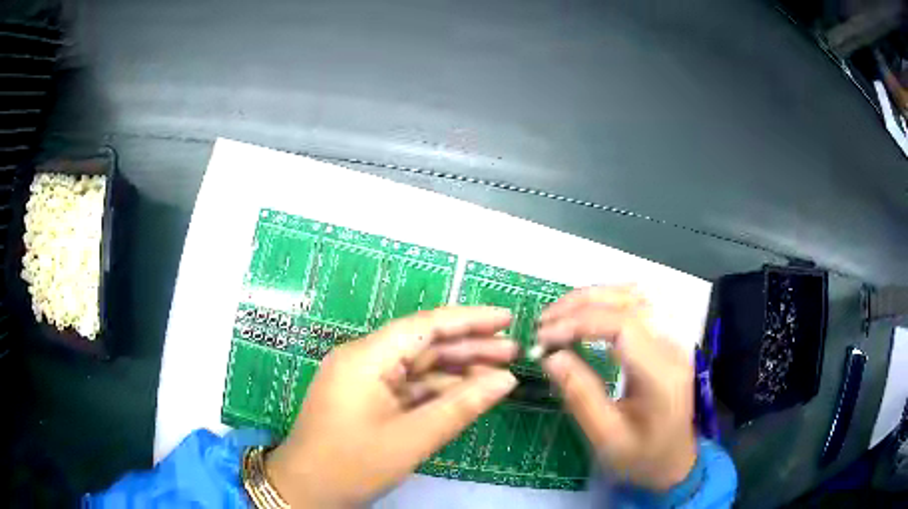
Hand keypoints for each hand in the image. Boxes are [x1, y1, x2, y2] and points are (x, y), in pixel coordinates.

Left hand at [266, 307, 519, 507]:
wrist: (306, 490)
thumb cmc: (352, 464)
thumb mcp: (411, 438)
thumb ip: (460, 406)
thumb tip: (506, 380)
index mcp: (366, 358)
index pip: (424, 325)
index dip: (469, 319)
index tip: (506, 317)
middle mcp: (364, 359)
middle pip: (424, 344)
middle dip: (468, 346)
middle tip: (513, 349)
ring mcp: (364, 380)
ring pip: (418, 367)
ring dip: (457, 370)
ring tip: (501, 371)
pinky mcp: (368, 399)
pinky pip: (409, 387)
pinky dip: (438, 390)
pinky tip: (468, 393)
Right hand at [536, 287, 696, 490]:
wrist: (677, 461)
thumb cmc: (642, 456)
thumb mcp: (607, 437)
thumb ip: (580, 396)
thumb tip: (550, 357)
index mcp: (660, 373)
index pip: (622, 324)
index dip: (578, 322)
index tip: (543, 338)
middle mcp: (671, 346)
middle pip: (628, 300)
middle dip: (580, 303)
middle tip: (543, 323)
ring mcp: (672, 339)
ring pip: (633, 295)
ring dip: (592, 297)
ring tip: (558, 315)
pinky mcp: (665, 340)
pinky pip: (636, 305)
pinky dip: (605, 302)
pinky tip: (584, 313)